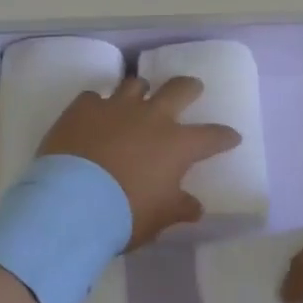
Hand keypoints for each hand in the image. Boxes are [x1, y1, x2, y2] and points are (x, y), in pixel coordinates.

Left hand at [38, 76, 240, 249]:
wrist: (71, 203)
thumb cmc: (124, 214)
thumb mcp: (158, 218)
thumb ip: (178, 208)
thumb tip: (195, 207)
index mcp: (176, 145)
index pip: (212, 136)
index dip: (224, 136)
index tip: (232, 136)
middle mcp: (151, 117)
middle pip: (179, 89)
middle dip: (189, 88)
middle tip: (192, 88)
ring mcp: (116, 107)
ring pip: (135, 84)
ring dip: (140, 91)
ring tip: (138, 96)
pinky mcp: (83, 107)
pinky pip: (94, 97)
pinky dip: (97, 105)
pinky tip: (93, 114)